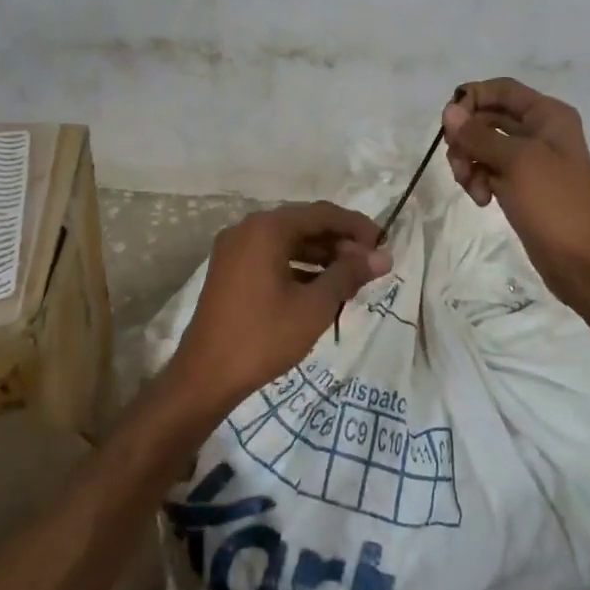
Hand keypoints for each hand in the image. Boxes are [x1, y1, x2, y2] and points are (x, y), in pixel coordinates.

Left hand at [170, 201, 392, 408]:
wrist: (206, 376)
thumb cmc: (264, 337)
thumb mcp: (314, 306)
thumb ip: (349, 274)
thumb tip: (383, 256)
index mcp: (267, 228)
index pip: (322, 213)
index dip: (357, 227)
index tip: (383, 246)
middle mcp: (248, 229)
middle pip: (304, 223)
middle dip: (339, 242)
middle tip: (368, 266)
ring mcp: (234, 249)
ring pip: (288, 241)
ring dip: (320, 255)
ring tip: (350, 279)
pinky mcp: (229, 270)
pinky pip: (271, 256)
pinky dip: (298, 266)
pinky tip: (319, 288)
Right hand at [442, 78, 589, 307]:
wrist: (586, 263)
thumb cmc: (556, 204)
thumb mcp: (516, 163)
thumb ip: (479, 135)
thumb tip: (449, 111)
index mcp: (547, 115)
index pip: (501, 89)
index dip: (472, 99)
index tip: (449, 123)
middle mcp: (539, 132)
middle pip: (488, 117)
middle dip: (466, 137)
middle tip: (457, 161)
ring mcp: (530, 161)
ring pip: (484, 147)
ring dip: (470, 163)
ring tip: (473, 188)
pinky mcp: (521, 187)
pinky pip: (489, 172)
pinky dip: (479, 182)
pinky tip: (482, 201)